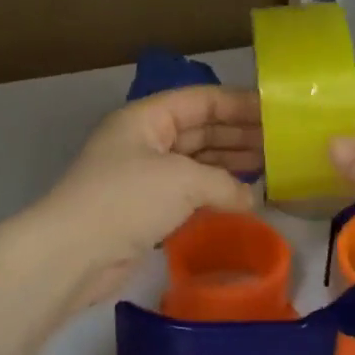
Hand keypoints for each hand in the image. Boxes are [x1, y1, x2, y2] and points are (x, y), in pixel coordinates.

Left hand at [30, 87, 261, 310]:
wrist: (73, 254)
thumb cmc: (127, 200)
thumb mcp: (183, 181)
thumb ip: (225, 184)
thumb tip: (251, 198)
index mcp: (146, 118)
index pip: (201, 100)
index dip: (239, 104)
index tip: (275, 112)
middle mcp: (145, 141)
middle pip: (200, 129)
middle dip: (239, 134)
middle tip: (280, 143)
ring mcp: (144, 176)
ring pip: (196, 161)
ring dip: (230, 164)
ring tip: (270, 167)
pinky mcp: (145, 209)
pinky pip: (188, 192)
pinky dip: (214, 192)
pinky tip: (242, 197)